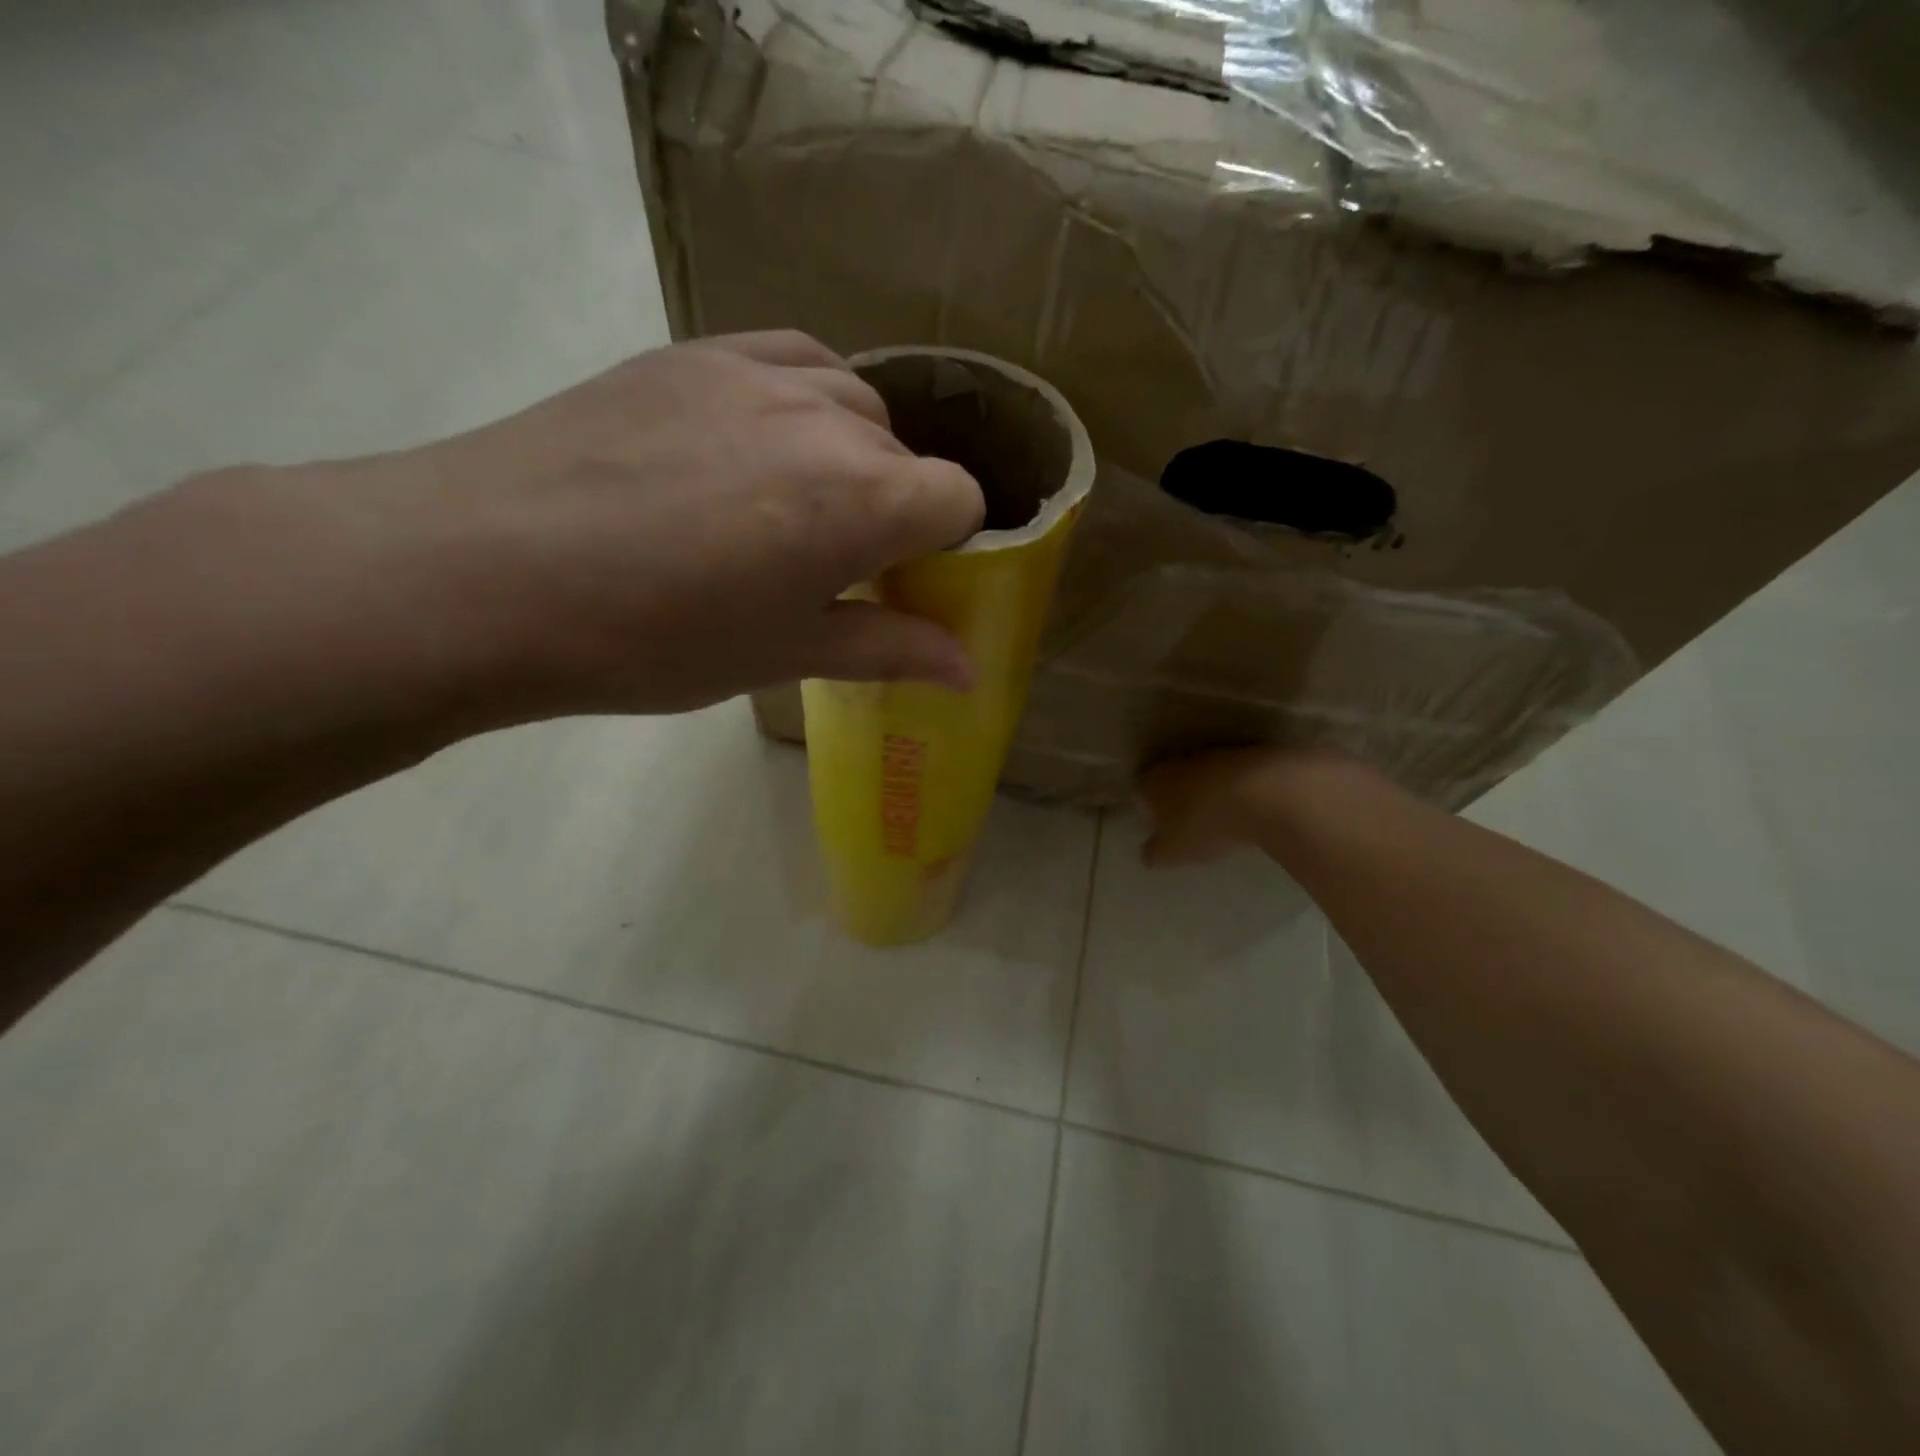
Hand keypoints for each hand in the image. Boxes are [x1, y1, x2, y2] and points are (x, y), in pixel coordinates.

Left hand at [362, 330, 986, 718]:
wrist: (486, 572)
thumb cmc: (655, 637)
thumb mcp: (786, 654)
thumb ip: (891, 649)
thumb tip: (970, 670)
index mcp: (862, 499)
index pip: (960, 498)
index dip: (949, 544)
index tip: (906, 581)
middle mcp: (827, 417)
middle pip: (907, 457)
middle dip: (895, 511)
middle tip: (836, 565)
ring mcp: (756, 371)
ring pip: (853, 404)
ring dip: (851, 455)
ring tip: (794, 505)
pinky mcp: (694, 351)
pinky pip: (790, 359)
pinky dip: (804, 401)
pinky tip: (763, 443)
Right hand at [1138, 747, 1362, 866]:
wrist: (1266, 794)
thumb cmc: (1206, 824)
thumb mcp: (1172, 852)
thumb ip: (1154, 853)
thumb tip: (1149, 853)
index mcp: (1152, 782)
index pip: (1139, 794)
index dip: (1147, 812)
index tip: (1159, 830)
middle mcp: (1177, 762)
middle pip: (1170, 781)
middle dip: (1176, 800)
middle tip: (1188, 825)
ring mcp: (1214, 754)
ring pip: (1202, 775)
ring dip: (1207, 792)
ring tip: (1222, 818)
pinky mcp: (1247, 754)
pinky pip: (1233, 775)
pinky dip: (1236, 789)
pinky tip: (1248, 809)